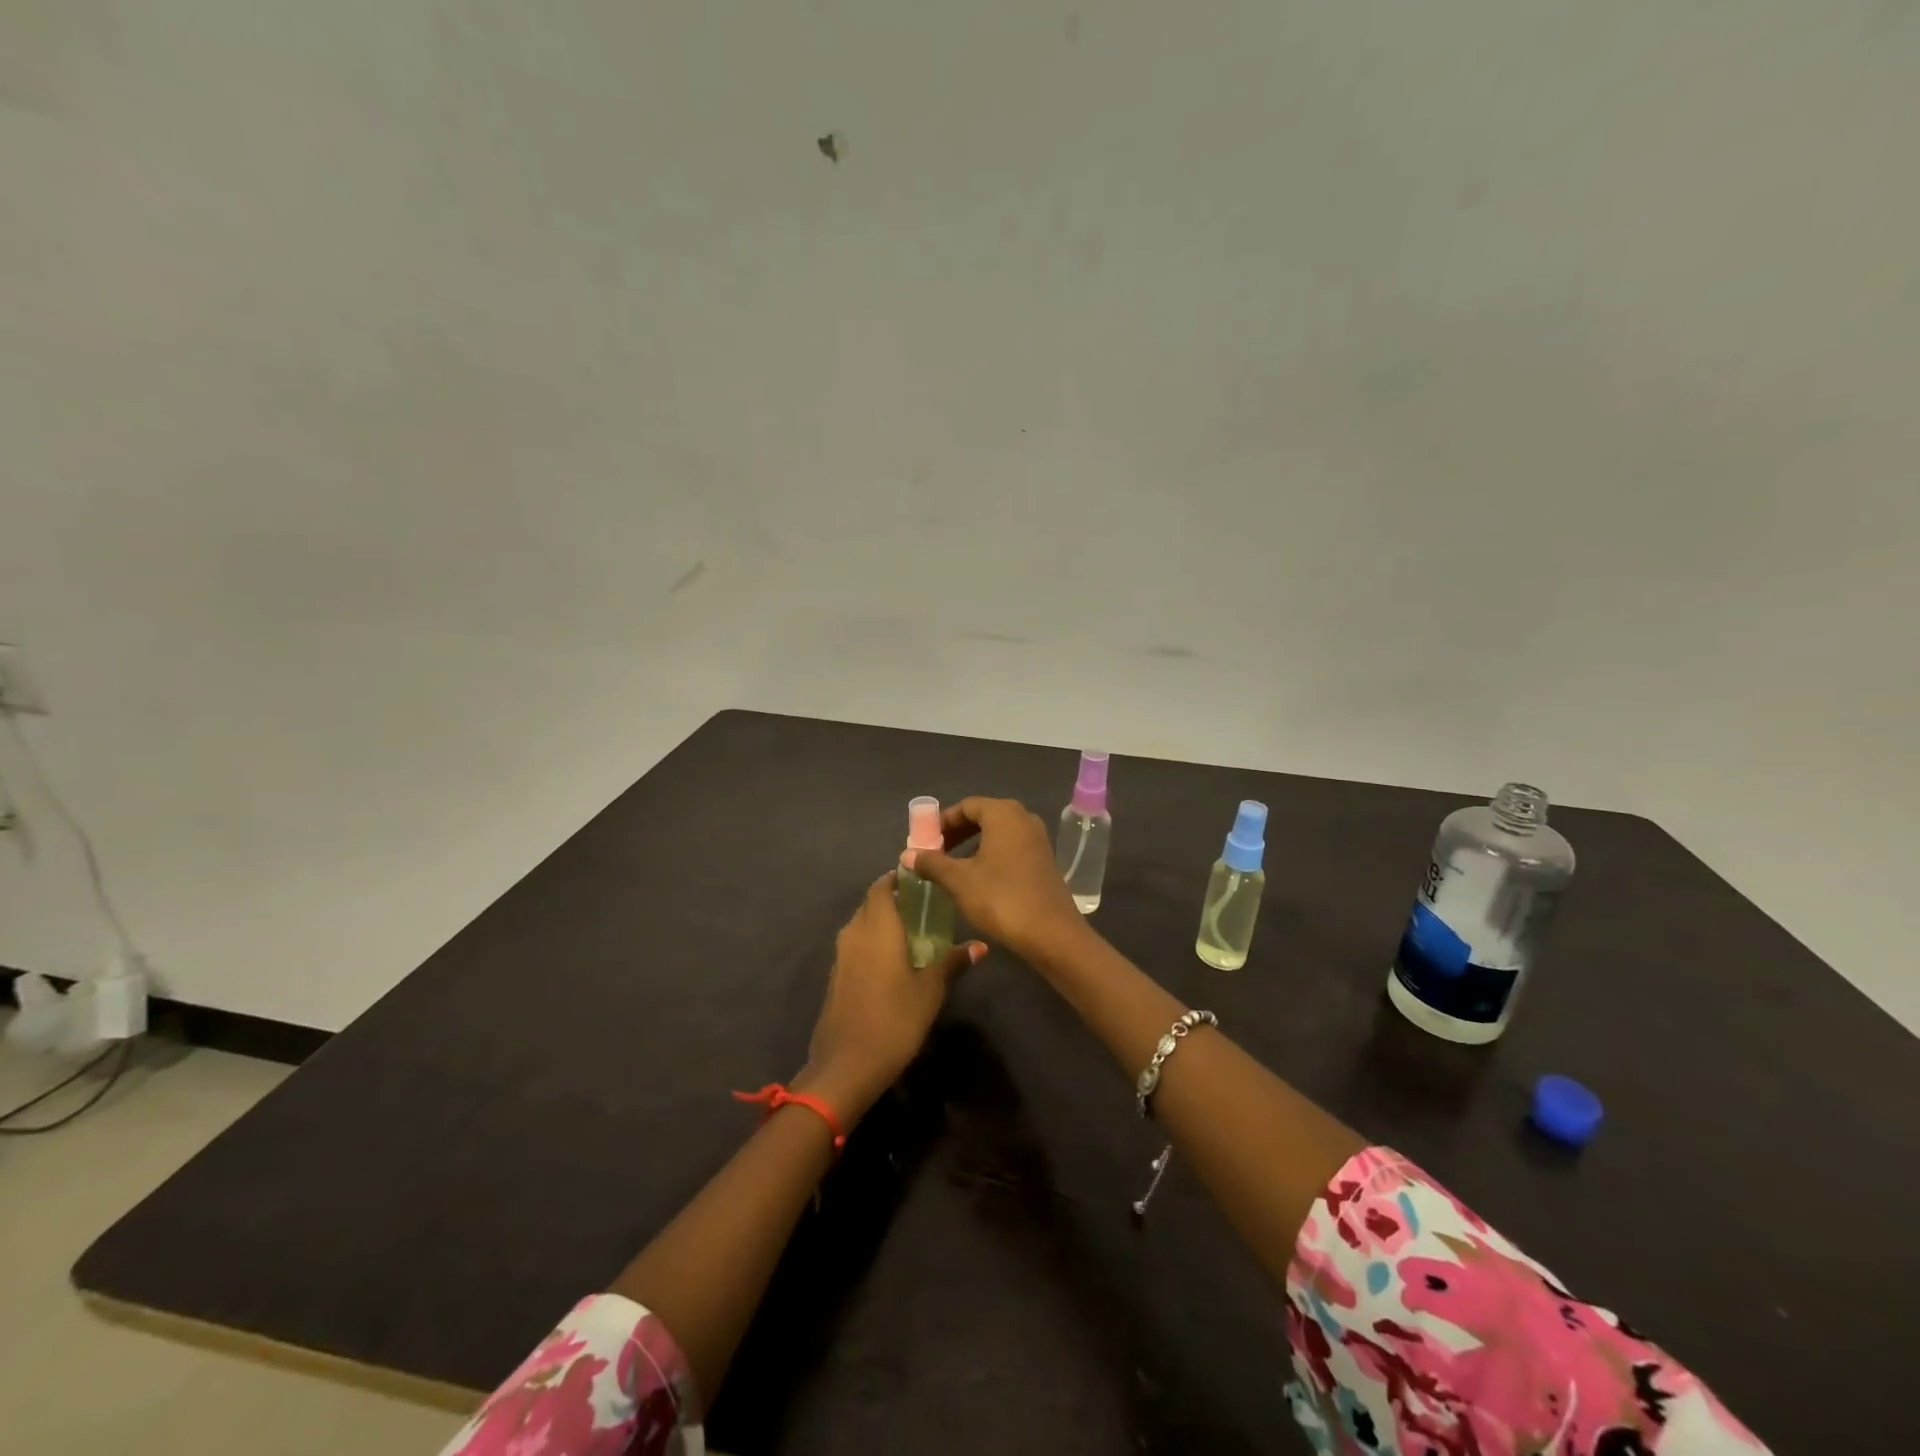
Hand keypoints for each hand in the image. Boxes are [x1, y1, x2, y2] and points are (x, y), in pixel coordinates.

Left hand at [798, 872, 982, 1121]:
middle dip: (894, 899)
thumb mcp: (930, 991)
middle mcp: (854, 933)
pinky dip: (873, 942)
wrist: (846, 1066)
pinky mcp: (836, 976)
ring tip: (913, 931)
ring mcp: (841, 955)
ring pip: (862, 924)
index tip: (922, 880)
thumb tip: (980, 946)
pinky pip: (856, 945)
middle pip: (871, 903)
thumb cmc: (894, 1020)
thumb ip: (952, 962)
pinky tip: (892, 960)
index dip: (899, 879)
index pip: (882, 886)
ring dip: (883, 921)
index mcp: (877, 927)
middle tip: (924, 906)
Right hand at [904, 797, 1089, 966]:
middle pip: (983, 817)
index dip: (942, 822)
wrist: (1051, 933)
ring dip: (973, 847)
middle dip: (956, 834)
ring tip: (952, 869)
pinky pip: (1011, 848)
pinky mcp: (1044, 861)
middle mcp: (1024, 819)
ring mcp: (1037, 840)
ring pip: (997, 834)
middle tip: (935, 854)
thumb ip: (932, 863)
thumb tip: (907, 854)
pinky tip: (978, 880)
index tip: (924, 841)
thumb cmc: (1001, 898)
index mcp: (1003, 813)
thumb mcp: (959, 880)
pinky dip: (991, 856)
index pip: (966, 805)